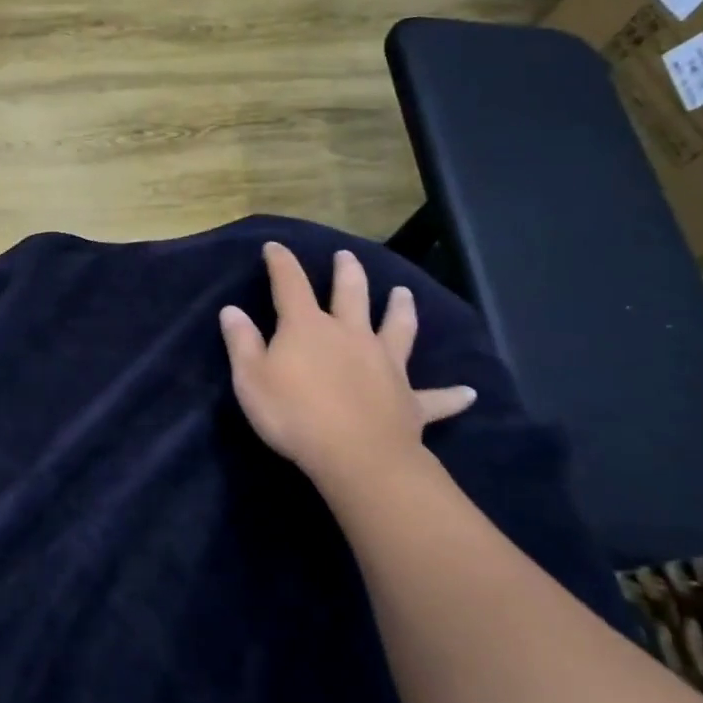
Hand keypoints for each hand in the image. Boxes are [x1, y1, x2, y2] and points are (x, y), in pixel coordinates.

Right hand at [220, 242, 474, 486]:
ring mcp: (385, 363)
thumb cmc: (293, 414)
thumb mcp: (251, 379)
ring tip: (404, 293)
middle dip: (347, 272)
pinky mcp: (410, 399)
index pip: (290, 284)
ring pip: (397, 328)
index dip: (281, 263)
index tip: (275, 247)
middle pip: (351, 294)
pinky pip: (436, 396)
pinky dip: (453, 395)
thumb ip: (241, 342)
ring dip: (401, 309)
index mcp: (307, 327)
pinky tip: (470, 393)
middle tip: (347, 256)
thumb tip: (232, 310)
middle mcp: (350, 334)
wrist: (355, 455)